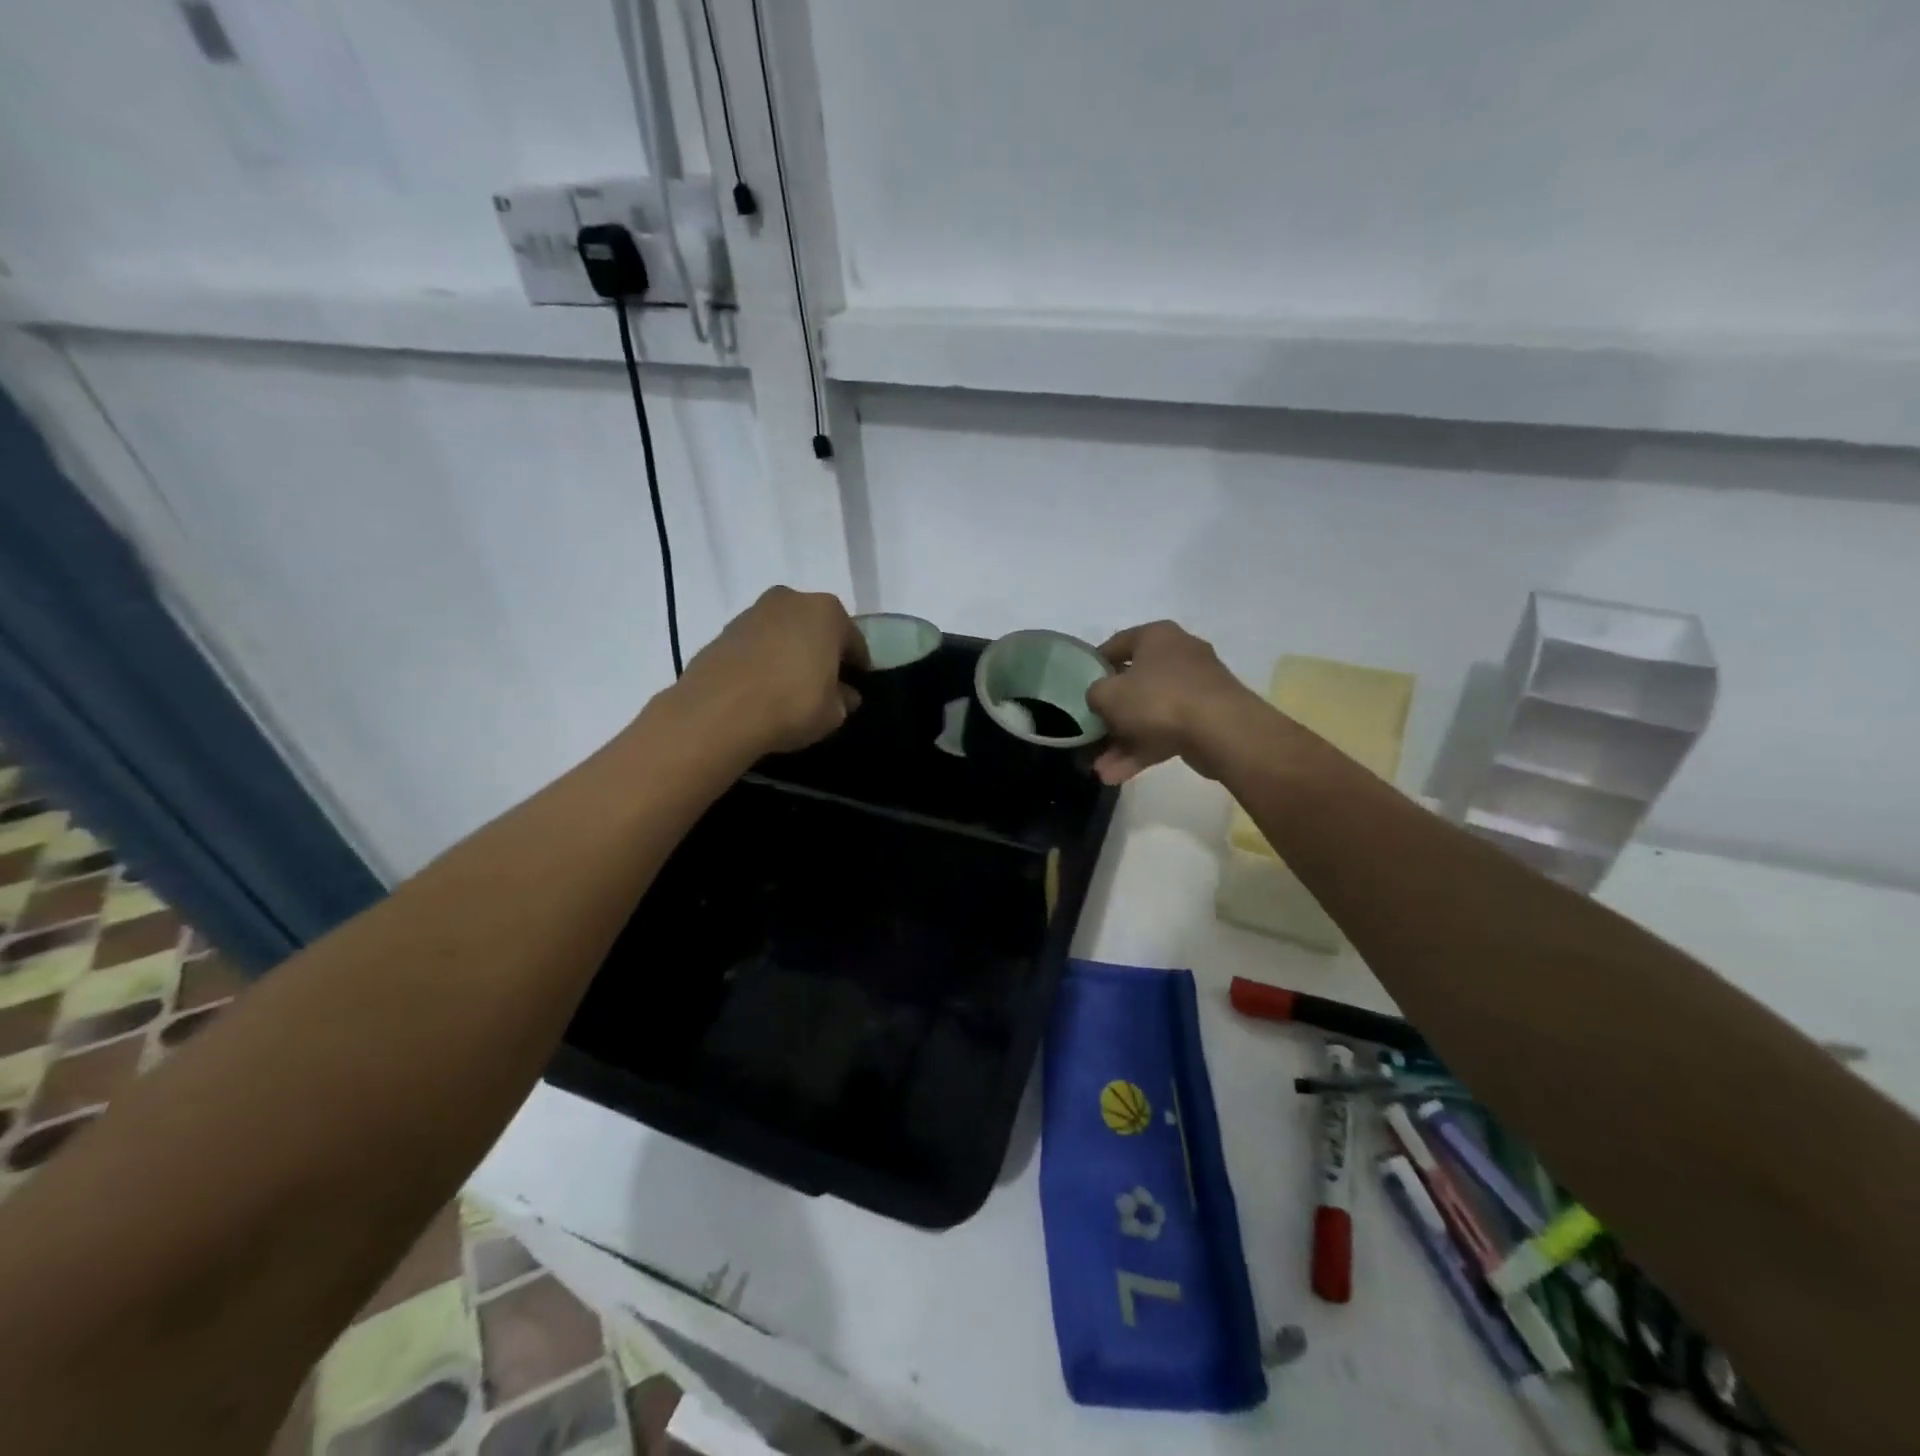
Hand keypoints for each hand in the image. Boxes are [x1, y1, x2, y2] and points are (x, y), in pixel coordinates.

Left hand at [675, 586, 868, 756]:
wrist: (719, 711)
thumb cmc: (792, 704)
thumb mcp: (833, 713)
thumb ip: (844, 700)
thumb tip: (845, 695)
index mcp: (827, 612)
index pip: (853, 640)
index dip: (857, 665)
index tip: (856, 684)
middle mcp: (791, 600)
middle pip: (815, 627)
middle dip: (821, 651)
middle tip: (823, 682)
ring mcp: (753, 612)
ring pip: (783, 632)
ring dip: (789, 652)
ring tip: (788, 686)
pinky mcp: (723, 630)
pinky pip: (755, 645)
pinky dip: (762, 660)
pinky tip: (761, 687)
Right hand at [1086, 621, 1259, 784]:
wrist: (1221, 731)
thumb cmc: (1158, 699)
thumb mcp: (1108, 695)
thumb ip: (1094, 694)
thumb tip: (1101, 699)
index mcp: (1156, 637)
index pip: (1116, 645)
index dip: (1093, 667)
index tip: (1079, 688)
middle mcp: (1178, 655)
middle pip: (1134, 685)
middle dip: (1110, 717)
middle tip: (1091, 736)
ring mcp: (1195, 689)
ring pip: (1149, 714)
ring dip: (1123, 743)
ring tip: (1101, 770)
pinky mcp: (1206, 718)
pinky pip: (1167, 732)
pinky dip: (1144, 750)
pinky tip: (1118, 776)